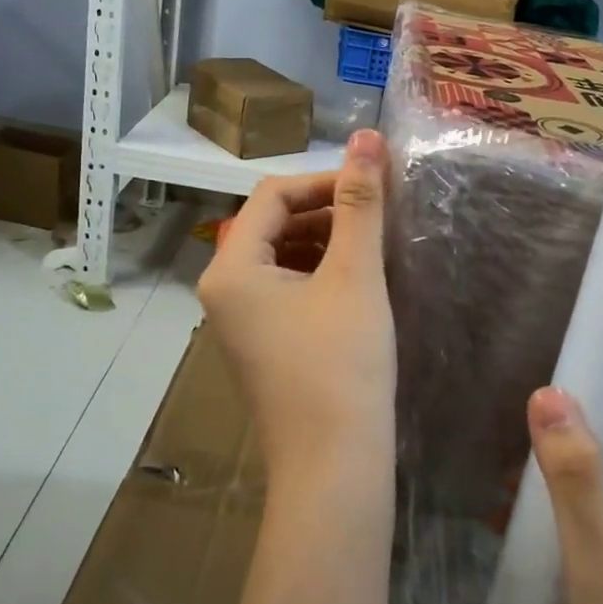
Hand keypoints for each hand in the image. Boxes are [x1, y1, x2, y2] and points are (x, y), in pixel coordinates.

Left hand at [198, 130, 395, 499]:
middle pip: (273, 224)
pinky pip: (286, 288)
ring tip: (374, 245)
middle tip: (379, 215)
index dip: (325, 181)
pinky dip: (320, 273)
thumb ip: (360, 202)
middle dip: (326, 211)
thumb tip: (367, 136)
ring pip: (282, 256)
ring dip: (326, 241)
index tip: (375, 186)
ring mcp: (239, 320)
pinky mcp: (262, 343)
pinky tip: (358, 281)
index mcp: (231, 269)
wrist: (334, 467)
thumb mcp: (354, 275)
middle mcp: (223, 290)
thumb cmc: (342, 366)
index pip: (273, 195)